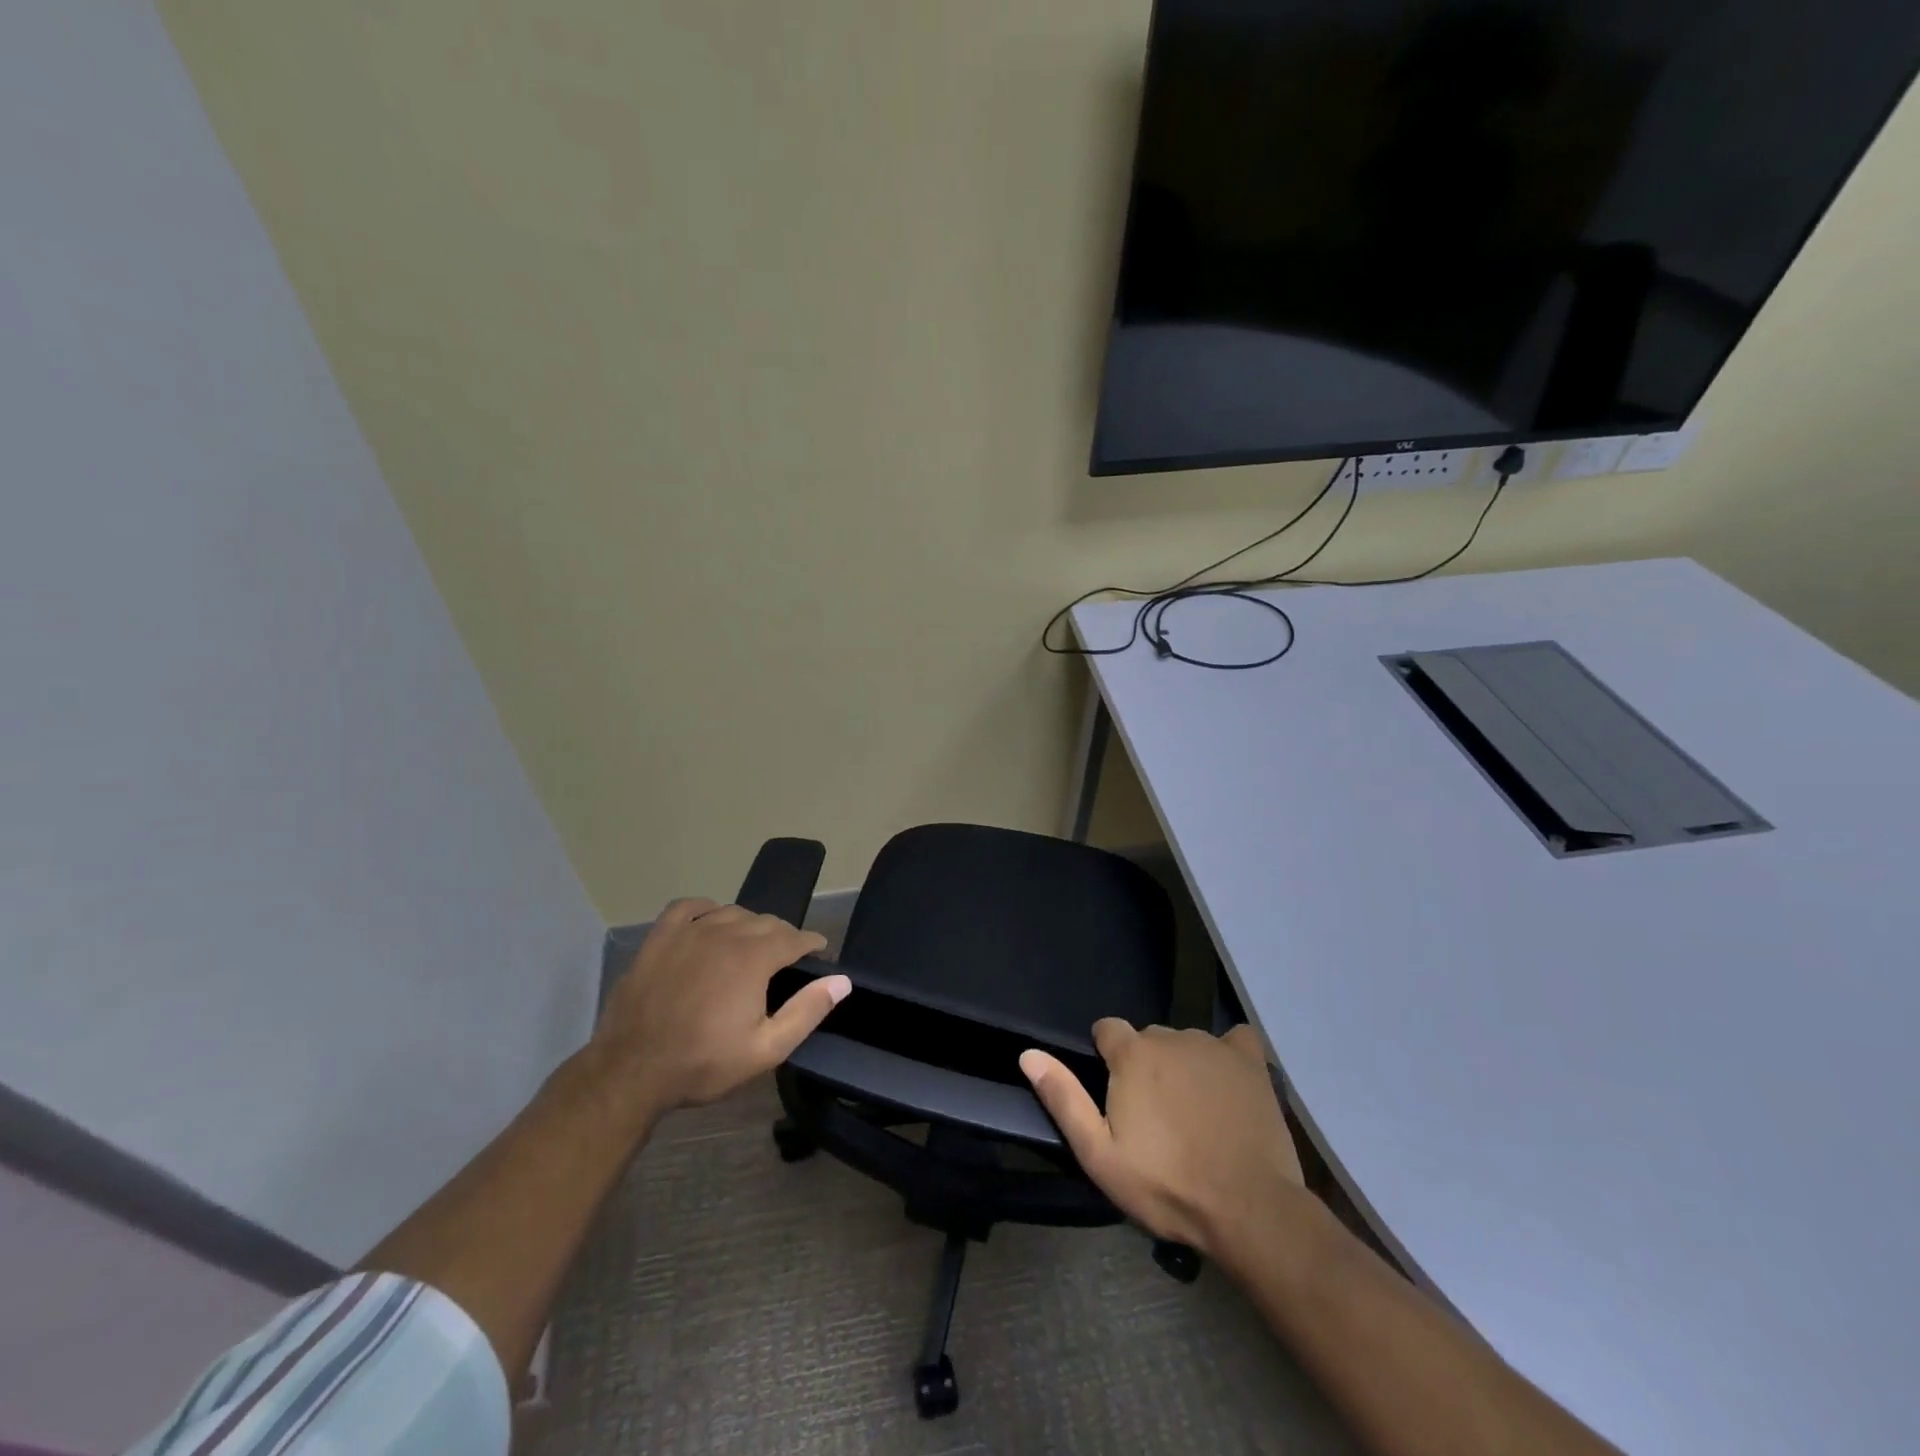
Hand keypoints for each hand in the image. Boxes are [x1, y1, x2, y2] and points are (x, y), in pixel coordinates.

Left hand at [590, 898, 849, 1119]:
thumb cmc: (703, 1063)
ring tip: (751, 945)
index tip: (819, 954)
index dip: (812, 944)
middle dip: (783, 936)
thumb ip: (807, 1011)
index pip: (795, 937)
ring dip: (749, 925)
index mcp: (754, 957)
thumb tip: (842, 980)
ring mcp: (689, 931)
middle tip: (786, 960)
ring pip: (732, 912)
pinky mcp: (659, 937)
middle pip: (766, 922)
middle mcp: (725, 932)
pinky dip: (706, 909)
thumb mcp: (765, 1049)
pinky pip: (689, 907)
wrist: (630, 1072)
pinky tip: (709, 923)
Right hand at [1021, 1022, 1304, 1259]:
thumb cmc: (1167, 1185)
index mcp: (1132, 1053)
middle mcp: (1170, 1036)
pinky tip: (1230, 1083)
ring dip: (1183, 1066)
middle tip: (1156, 1117)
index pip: (1106, 1030)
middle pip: (1147, 1039)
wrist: (1249, 1209)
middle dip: (1145, 1067)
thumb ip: (1064, 1099)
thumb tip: (1029, 1054)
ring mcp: (1213, 1046)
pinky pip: (1234, 1039)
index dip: (1106, 1058)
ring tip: (1194, 1114)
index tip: (1116, 1095)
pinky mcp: (1250, 1061)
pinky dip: (1228, 1056)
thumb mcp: (1100, 1154)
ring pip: (1186, 1043)